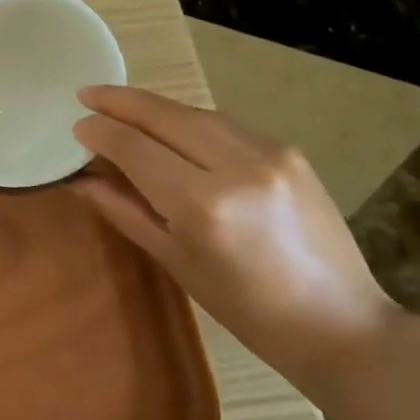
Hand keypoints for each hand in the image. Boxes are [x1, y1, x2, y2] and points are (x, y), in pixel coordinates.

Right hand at [72, 86, 402, 389]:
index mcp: (203, 205)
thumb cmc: (248, 311)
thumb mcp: (176, 262)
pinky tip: (174, 129)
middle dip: (120, 101)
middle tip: (87, 94)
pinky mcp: (289, 150)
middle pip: (164, 115)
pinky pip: (225, 125)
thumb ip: (125, 210)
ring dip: (154, 107)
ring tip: (123, 107)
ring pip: (194, 113)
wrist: (342, 325)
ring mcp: (269, 152)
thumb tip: (81, 179)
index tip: (77, 125)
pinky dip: (190, 122)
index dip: (101, 132)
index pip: (135, 148)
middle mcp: (237, 166)